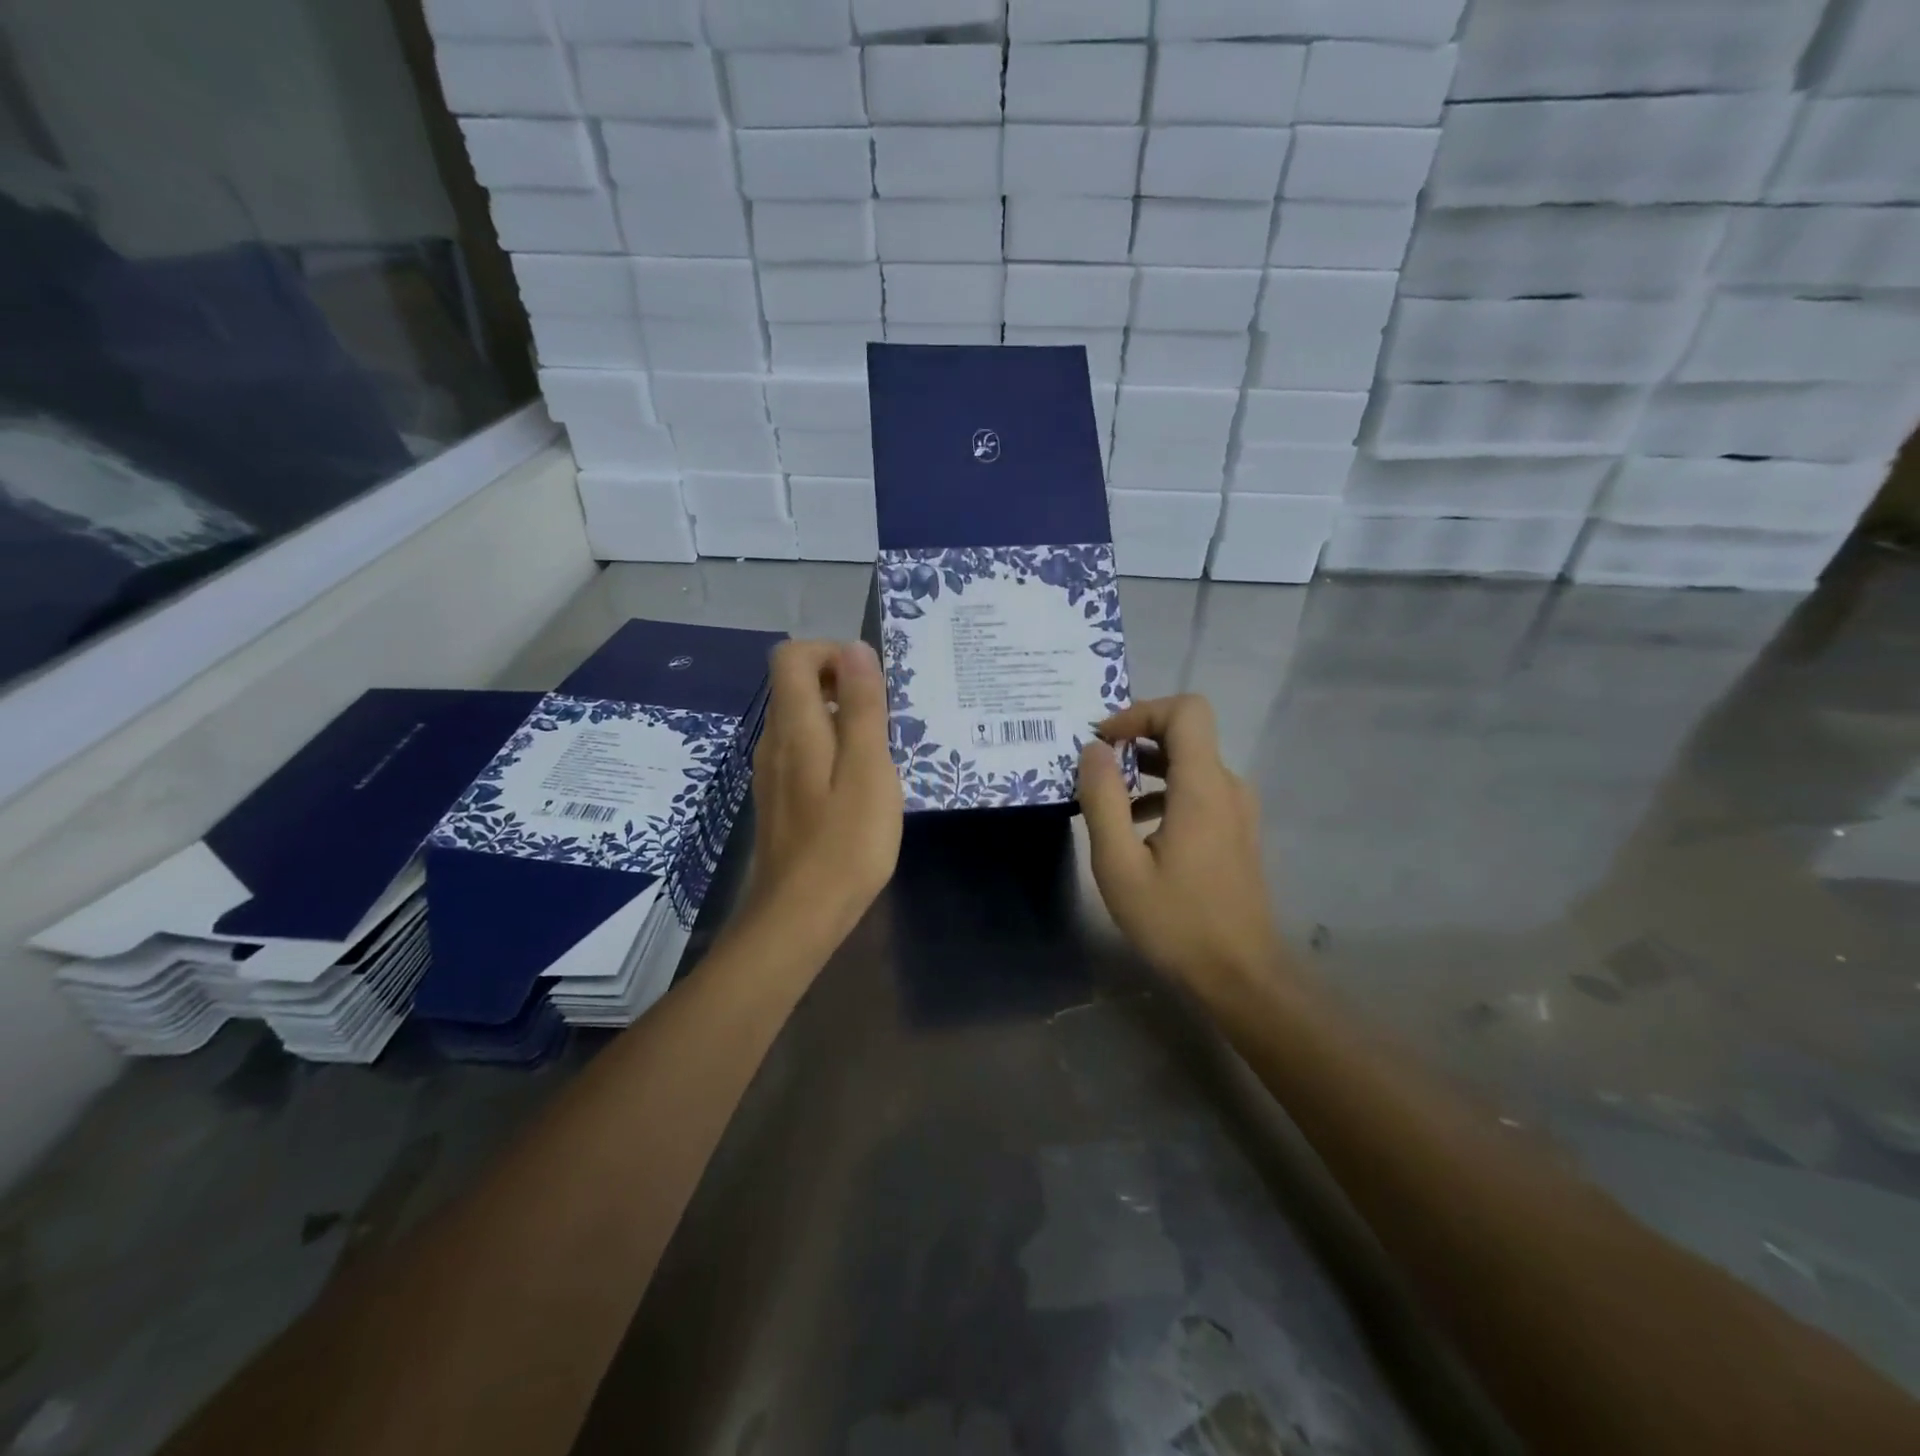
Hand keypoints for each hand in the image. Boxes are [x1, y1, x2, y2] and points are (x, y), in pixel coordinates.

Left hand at [744, 640, 902, 945]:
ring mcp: (772, 772)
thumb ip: (862, 706)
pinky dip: (832, 748)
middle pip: (795, 684)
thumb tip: (856, 649)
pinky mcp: (779, 798)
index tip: (871, 682)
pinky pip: (803, 751)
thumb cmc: (845, 843)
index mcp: (794, 726)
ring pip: (801, 719)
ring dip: (840, 718)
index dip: (832, 653)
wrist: (799, 916)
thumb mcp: (869, 769)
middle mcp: (773, 740)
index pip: (792, 656)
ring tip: (880, 751)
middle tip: (885, 718)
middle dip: (841, 684)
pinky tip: (860, 785)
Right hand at [1077, 695, 1282, 991]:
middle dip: (1137, 736)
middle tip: (1095, 764)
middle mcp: (1227, 787)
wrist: (1239, 975)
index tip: (1104, 740)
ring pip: (1191, 762)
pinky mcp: (1235, 831)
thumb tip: (1093, 750)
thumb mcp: (1119, 865)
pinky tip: (1135, 827)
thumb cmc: (1175, 922)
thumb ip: (1103, 800)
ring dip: (1147, 767)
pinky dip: (1163, 791)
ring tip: (1107, 796)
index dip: (1142, 711)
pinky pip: (1198, 790)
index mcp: (1202, 788)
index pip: (1186, 711)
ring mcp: (1236, 810)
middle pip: (1187, 732)